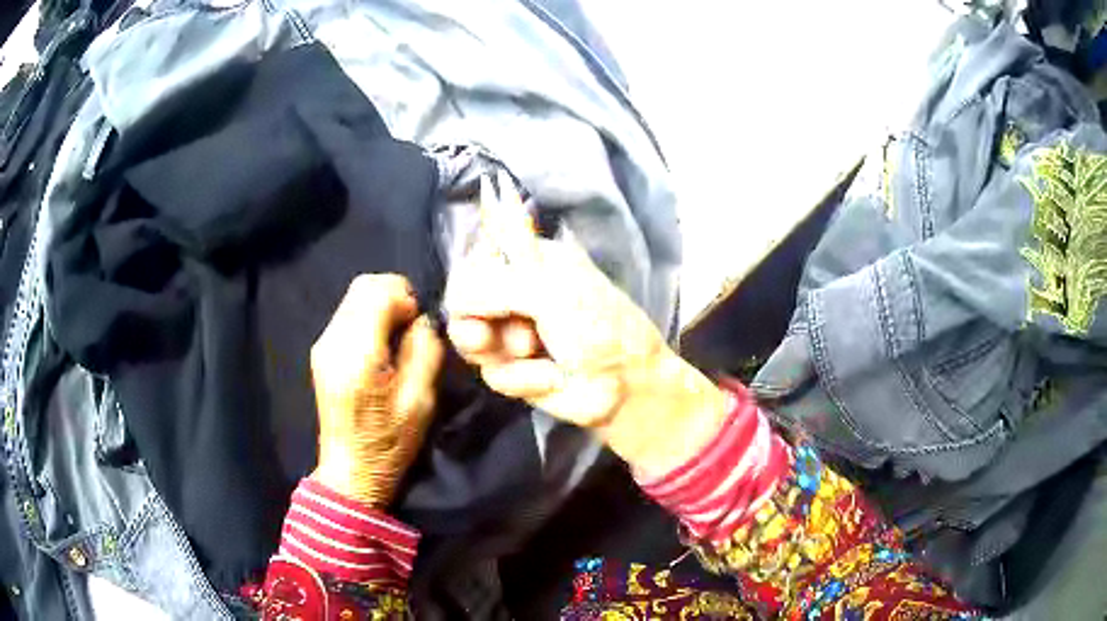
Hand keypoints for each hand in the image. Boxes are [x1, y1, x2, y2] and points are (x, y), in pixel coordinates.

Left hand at [310, 274, 443, 506]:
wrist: (351, 469)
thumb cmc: (390, 442)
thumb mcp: (421, 400)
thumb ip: (425, 350)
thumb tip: (423, 320)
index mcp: (359, 355)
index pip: (379, 291)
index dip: (406, 298)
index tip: (419, 325)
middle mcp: (334, 341)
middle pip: (363, 285)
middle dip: (394, 295)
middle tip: (410, 326)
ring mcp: (323, 344)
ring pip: (354, 296)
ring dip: (381, 305)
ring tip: (396, 337)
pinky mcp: (321, 350)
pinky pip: (347, 313)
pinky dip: (368, 316)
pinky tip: (379, 346)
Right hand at [445, 173, 728, 475]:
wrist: (626, 388)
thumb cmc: (598, 328)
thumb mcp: (548, 293)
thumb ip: (494, 284)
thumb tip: (452, 293)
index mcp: (531, 261)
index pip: (476, 259)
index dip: (471, 279)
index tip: (478, 293)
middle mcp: (517, 294)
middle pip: (463, 301)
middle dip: (477, 321)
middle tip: (487, 335)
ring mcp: (513, 333)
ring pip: (468, 339)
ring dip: (499, 350)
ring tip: (530, 352)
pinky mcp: (515, 371)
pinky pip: (492, 373)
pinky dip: (521, 378)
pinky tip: (551, 378)